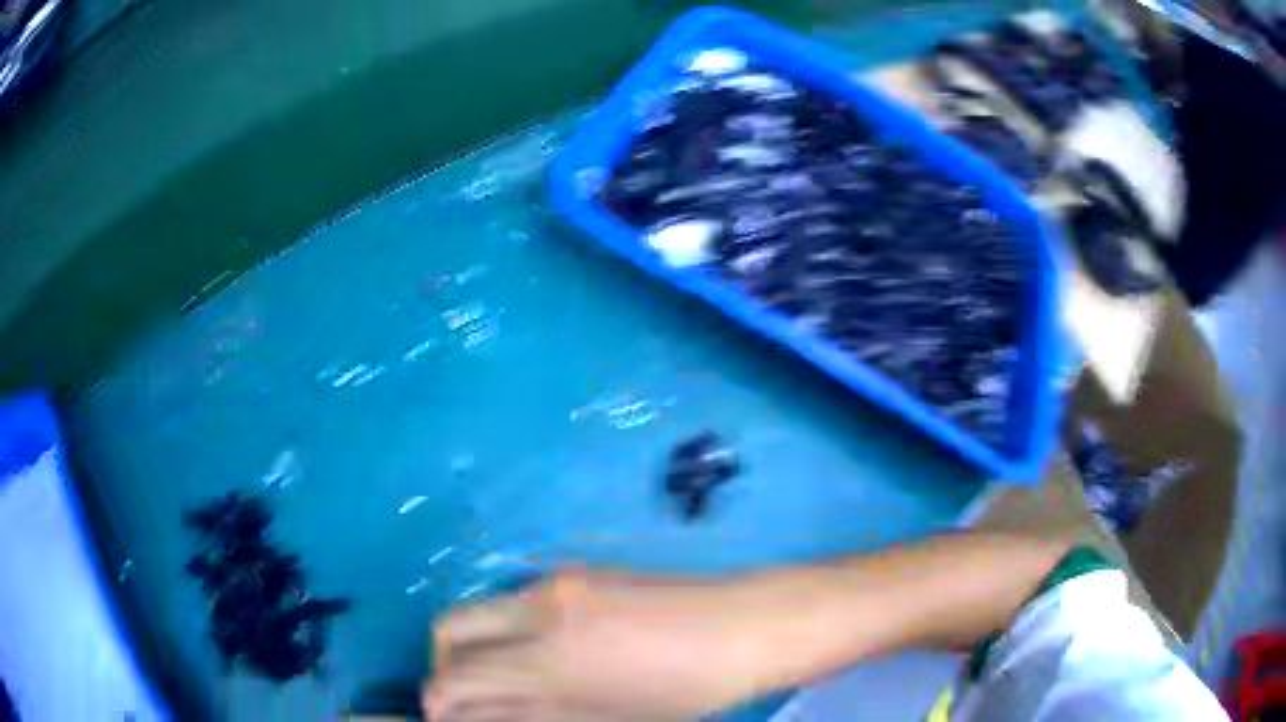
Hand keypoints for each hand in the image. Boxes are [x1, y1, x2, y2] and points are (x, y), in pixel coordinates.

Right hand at [424, 569, 777, 721]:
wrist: (745, 627)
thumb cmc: (686, 690)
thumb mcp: (604, 719)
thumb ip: (526, 716)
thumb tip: (467, 716)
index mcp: (548, 657)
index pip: (458, 674)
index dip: (438, 699)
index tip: (440, 717)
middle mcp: (539, 607)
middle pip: (450, 625)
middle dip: (444, 663)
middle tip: (465, 697)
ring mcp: (558, 582)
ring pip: (483, 610)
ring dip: (476, 645)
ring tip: (503, 680)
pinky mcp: (578, 572)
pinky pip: (516, 600)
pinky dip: (507, 629)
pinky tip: (540, 655)